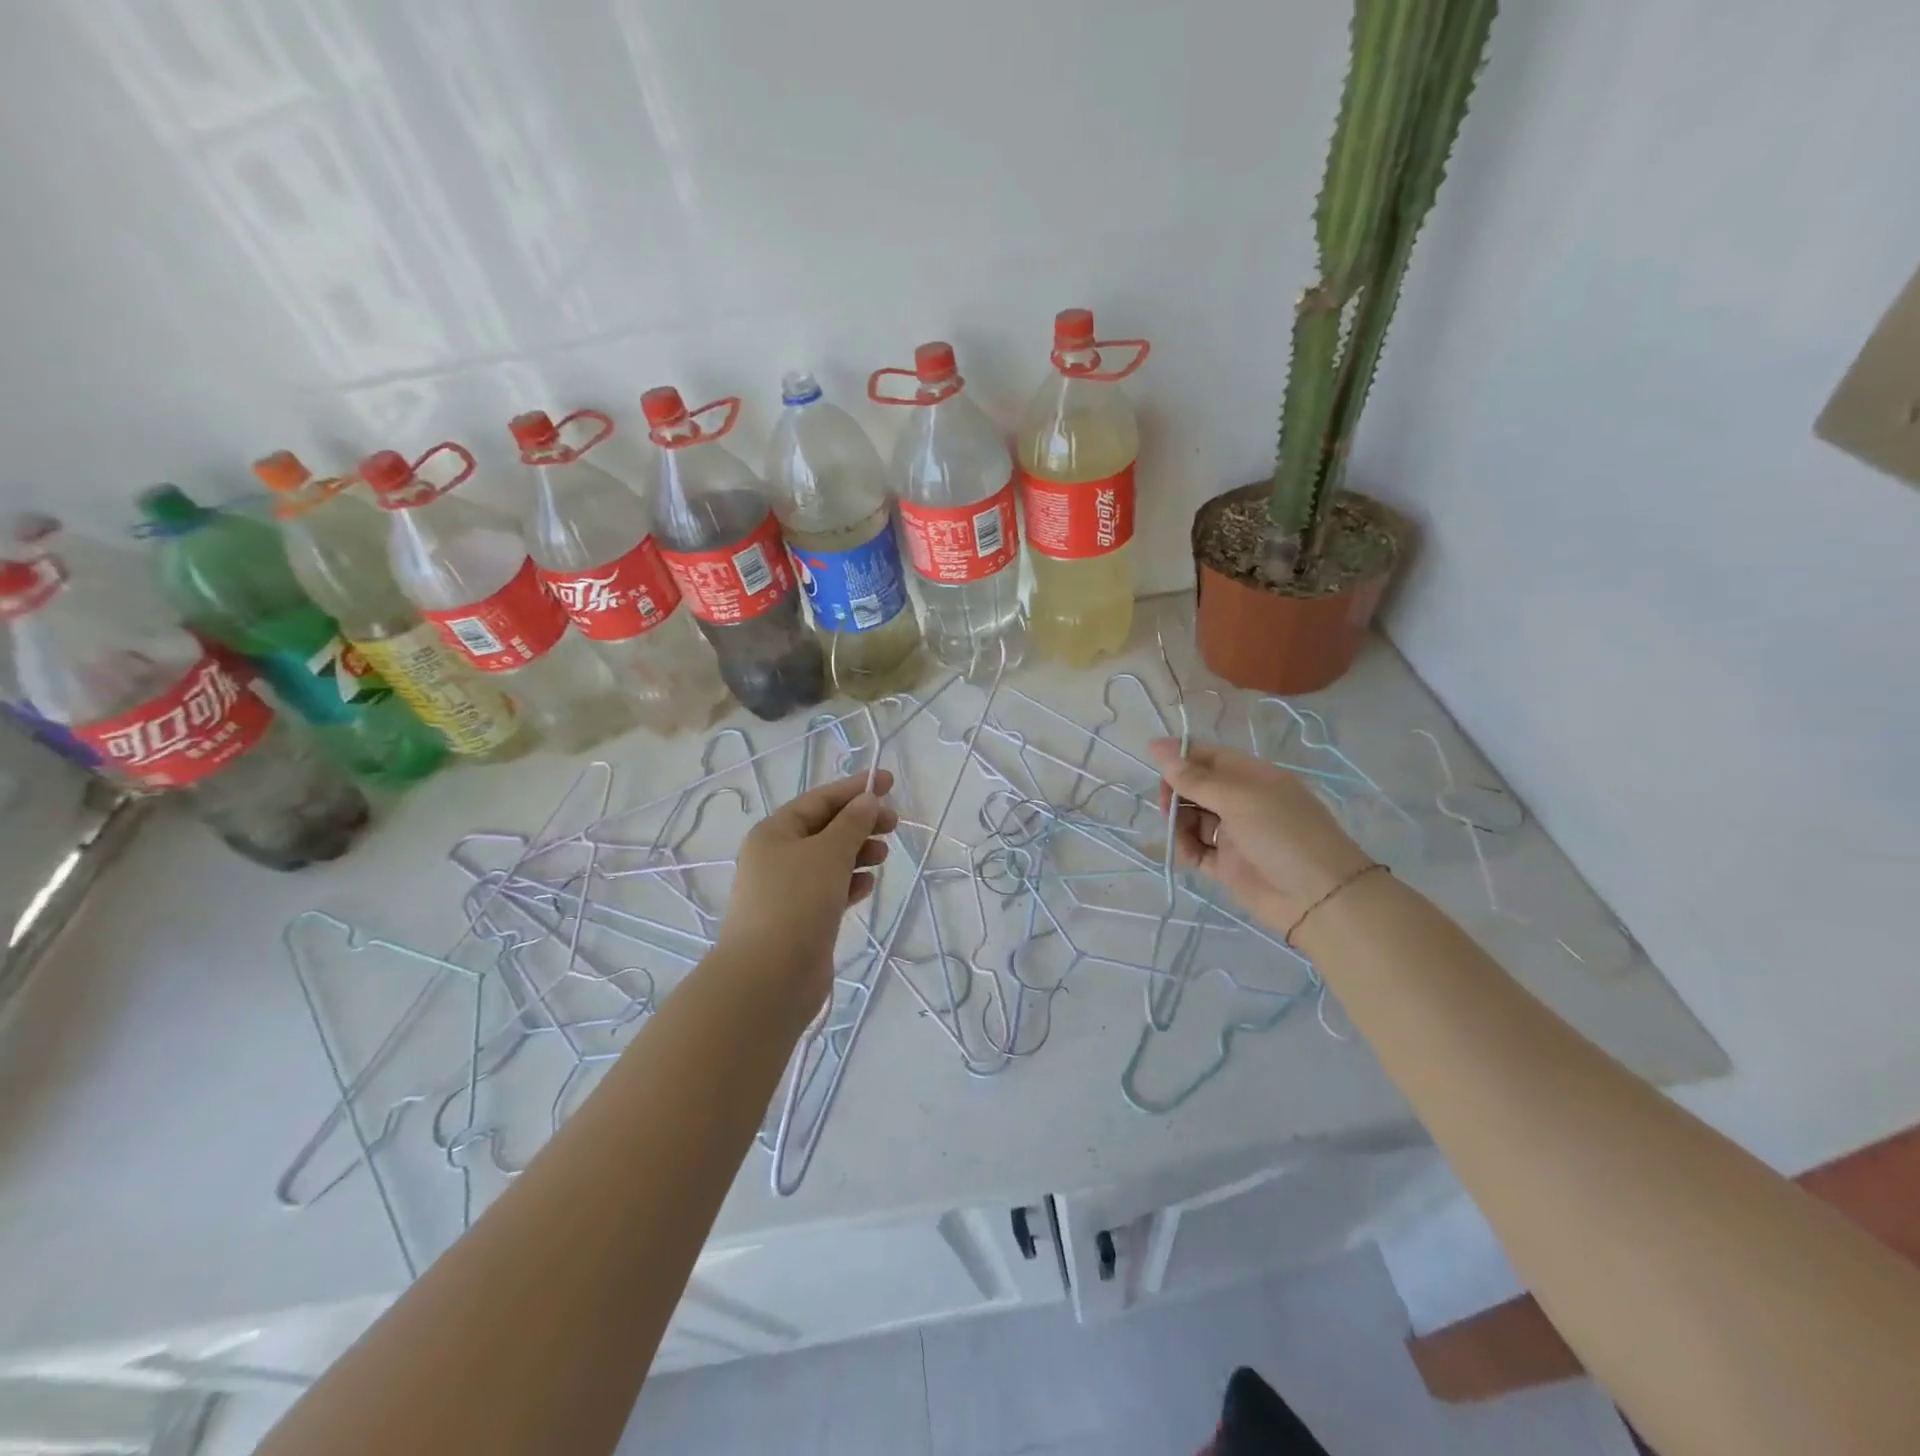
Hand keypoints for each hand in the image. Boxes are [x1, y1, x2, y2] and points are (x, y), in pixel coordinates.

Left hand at [715, 770, 897, 1026]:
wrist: (770, 978)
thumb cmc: (797, 902)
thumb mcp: (829, 853)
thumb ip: (852, 823)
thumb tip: (868, 800)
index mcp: (774, 832)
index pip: (819, 800)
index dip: (855, 789)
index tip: (889, 782)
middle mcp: (777, 857)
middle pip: (825, 828)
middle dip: (860, 822)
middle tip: (893, 824)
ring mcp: (787, 890)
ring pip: (829, 860)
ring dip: (857, 852)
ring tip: (882, 855)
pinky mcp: (800, 918)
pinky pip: (829, 889)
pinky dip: (849, 882)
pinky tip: (867, 885)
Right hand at [1148, 739, 1372, 935]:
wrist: (1318, 898)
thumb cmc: (1283, 833)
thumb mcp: (1239, 798)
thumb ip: (1196, 778)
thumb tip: (1158, 748)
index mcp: (1253, 777)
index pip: (1210, 757)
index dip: (1181, 754)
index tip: (1151, 756)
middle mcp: (1244, 802)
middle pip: (1198, 787)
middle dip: (1177, 792)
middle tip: (1167, 806)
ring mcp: (1236, 834)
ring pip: (1193, 818)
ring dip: (1179, 822)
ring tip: (1177, 833)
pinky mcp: (1228, 865)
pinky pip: (1198, 849)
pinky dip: (1187, 848)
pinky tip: (1186, 853)